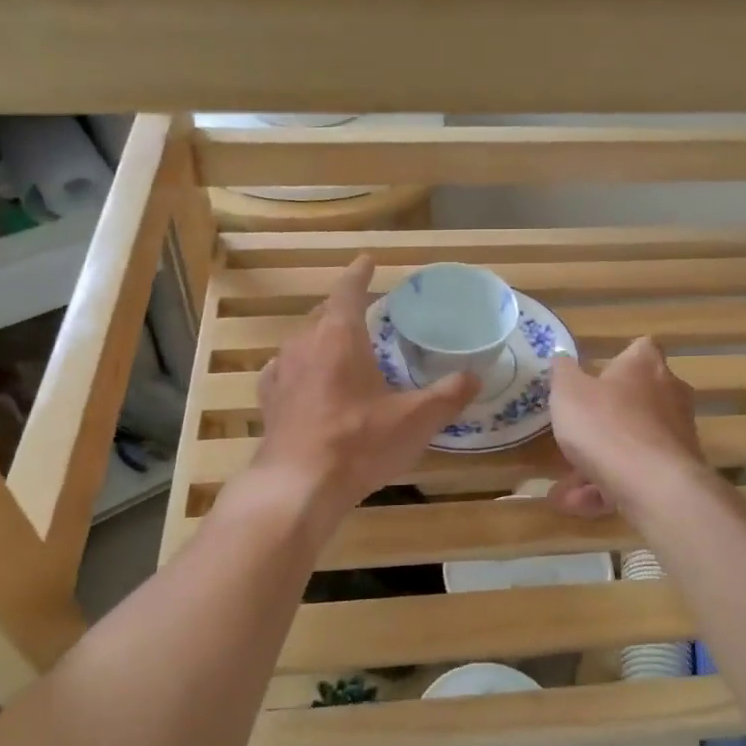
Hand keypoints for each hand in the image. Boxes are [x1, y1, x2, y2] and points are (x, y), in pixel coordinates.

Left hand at [253, 256, 477, 516]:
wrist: (297, 485)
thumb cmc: (359, 443)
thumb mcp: (415, 420)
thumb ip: (448, 395)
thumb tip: (476, 376)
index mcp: (339, 336)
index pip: (348, 291)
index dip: (360, 274)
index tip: (368, 260)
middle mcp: (305, 344)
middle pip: (323, 312)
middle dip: (343, 306)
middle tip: (363, 308)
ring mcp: (281, 371)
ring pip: (302, 340)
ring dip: (321, 336)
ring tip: (339, 344)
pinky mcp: (269, 400)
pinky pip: (285, 369)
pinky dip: (300, 366)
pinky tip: (306, 380)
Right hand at [545, 338, 703, 518]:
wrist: (654, 486)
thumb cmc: (606, 425)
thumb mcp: (568, 393)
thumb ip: (562, 373)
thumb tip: (562, 357)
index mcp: (644, 366)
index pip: (640, 349)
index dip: (618, 360)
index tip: (595, 377)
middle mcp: (669, 395)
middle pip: (634, 402)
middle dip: (600, 424)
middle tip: (573, 438)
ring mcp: (676, 436)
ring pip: (630, 446)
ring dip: (596, 466)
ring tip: (564, 491)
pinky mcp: (677, 472)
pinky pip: (636, 475)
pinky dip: (609, 489)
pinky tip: (580, 506)